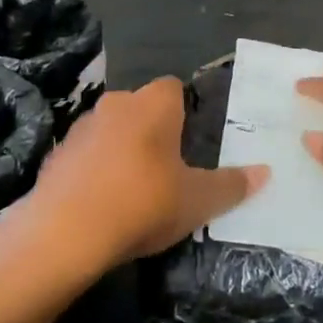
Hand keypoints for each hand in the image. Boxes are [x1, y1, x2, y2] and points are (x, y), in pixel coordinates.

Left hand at [30, 77, 267, 265]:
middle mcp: (117, 103)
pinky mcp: (56, 155)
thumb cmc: (142, 203)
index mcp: (154, 103)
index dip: (185, 111)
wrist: (63, 234)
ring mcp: (81, 127)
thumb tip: (265, 172)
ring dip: (122, 150)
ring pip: (112, 130)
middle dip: (154, 132)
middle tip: (169, 170)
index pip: (174, 88)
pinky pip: (85, 155)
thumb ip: (231, 185)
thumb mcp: (197, 201)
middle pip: (142, 108)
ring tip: (134, 191)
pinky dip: (95, 171)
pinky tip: (101, 204)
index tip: (192, 143)